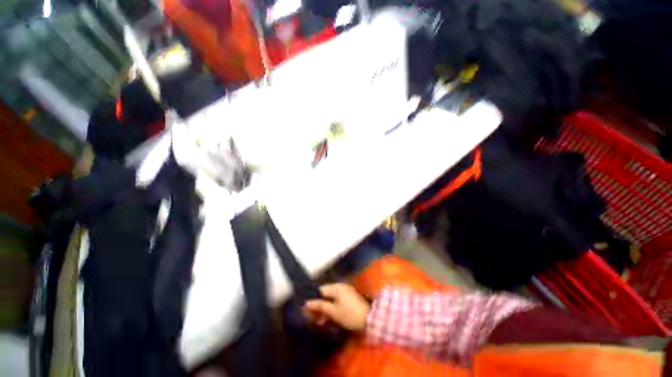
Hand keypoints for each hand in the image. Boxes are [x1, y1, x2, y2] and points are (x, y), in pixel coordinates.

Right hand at [304, 283, 369, 330]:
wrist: (370, 319)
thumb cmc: (350, 314)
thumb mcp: (333, 312)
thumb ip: (320, 306)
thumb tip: (307, 303)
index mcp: (337, 287)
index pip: (320, 290)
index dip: (313, 300)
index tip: (306, 310)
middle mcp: (341, 287)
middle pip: (325, 295)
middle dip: (319, 307)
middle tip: (314, 319)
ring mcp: (346, 292)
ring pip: (331, 299)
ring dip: (325, 309)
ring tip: (321, 321)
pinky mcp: (349, 298)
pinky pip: (337, 301)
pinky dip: (332, 309)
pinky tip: (329, 318)